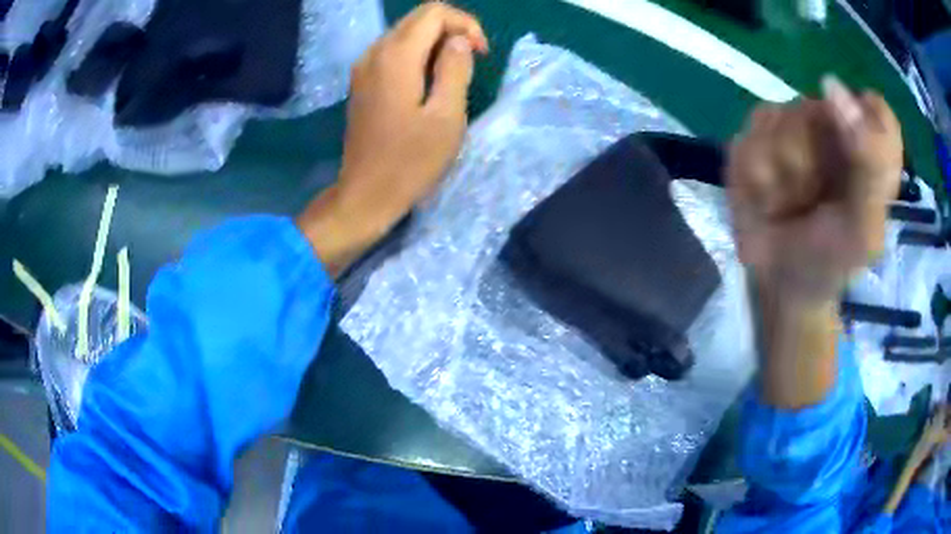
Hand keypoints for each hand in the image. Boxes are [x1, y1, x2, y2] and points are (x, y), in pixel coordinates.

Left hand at [298, 2, 487, 274]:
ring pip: (405, 32)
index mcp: (396, 56)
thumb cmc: (410, 162)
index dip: (465, 24)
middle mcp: (374, 52)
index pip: (434, 12)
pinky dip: (417, 54)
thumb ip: (455, 69)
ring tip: (453, 73)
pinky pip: (393, 51)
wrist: (364, 195)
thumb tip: (458, 41)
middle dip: (452, 30)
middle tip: (471, 61)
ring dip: (435, 42)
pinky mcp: (361, 81)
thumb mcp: (446, 116)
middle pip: (418, 17)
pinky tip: (428, 80)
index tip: (480, 53)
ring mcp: (363, 67)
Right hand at [728, 77, 902, 306]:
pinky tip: (766, 200)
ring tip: (789, 205)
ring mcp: (792, 126)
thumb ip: (866, 164)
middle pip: (818, 109)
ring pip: (779, 119)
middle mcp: (834, 127)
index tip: (851, 158)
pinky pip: (749, 139)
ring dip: (783, 174)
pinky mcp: (756, 138)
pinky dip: (757, 178)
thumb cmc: (831, 263)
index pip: (876, 109)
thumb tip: (831, 84)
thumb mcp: (862, 230)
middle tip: (817, 201)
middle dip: (813, 160)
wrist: (782, 286)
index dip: (862, 125)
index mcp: (870, 149)